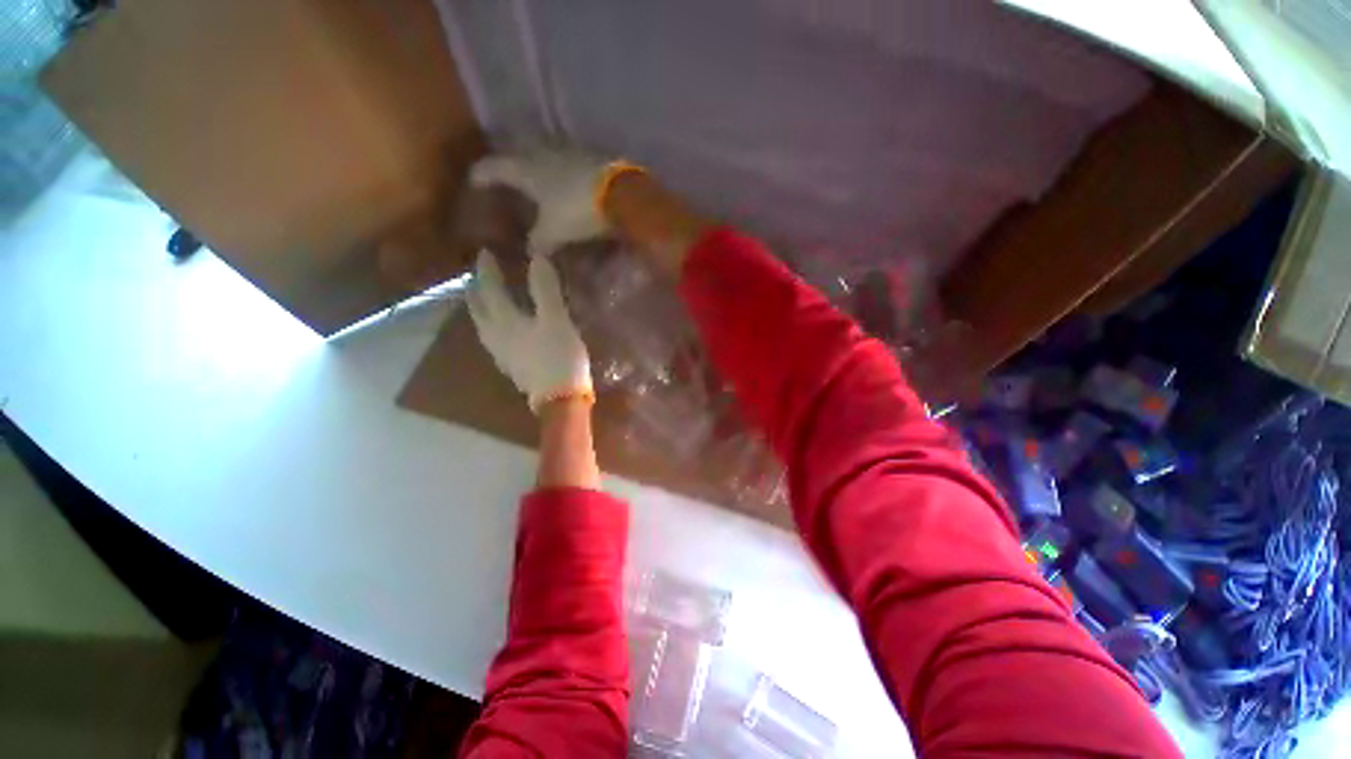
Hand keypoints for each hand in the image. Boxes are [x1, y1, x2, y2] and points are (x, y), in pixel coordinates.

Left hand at [466, 250, 592, 413]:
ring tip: (484, 298)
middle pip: (478, 308)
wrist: (560, 399)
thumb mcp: (556, 319)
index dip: (487, 270)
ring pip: (482, 325)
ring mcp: (500, 353)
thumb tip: (536, 257)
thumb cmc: (559, 356)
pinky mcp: (510, 366)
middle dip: (476, 289)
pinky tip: (500, 329)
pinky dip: (491, 325)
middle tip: (477, 276)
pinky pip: (492, 338)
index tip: (485, 252)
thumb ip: (545, 289)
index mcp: (504, 320)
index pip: (489, 289)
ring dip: (481, 308)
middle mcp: (495, 335)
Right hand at [470, 151, 608, 256]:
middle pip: (518, 154)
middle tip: (506, 180)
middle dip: (510, 166)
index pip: (492, 166)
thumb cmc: (578, 209)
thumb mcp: (554, 231)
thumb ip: (538, 242)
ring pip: (545, 157)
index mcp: (526, 168)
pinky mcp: (591, 158)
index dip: (481, 175)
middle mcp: (543, 153)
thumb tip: (531, 253)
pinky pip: (568, 164)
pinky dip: (563, 174)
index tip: (473, 182)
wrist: (622, 192)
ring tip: (538, 185)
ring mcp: (569, 152)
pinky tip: (568, 185)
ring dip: (539, 169)